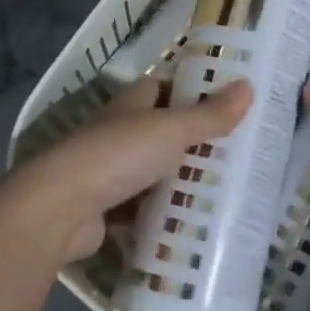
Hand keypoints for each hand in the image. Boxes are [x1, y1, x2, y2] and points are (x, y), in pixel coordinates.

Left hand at [9, 76, 252, 264]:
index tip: (228, 103)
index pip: (164, 87)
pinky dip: (163, 213)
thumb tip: (249, 86)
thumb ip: (209, 115)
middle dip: (194, 141)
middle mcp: (119, 131)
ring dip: (181, 180)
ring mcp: (110, 171)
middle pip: (163, 130)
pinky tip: (192, 223)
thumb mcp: (171, 130)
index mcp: (132, 103)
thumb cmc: (118, 155)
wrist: (60, 209)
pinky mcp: (106, 208)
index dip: (193, 91)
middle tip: (238, 152)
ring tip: (225, 190)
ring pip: (155, 170)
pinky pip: (144, 207)